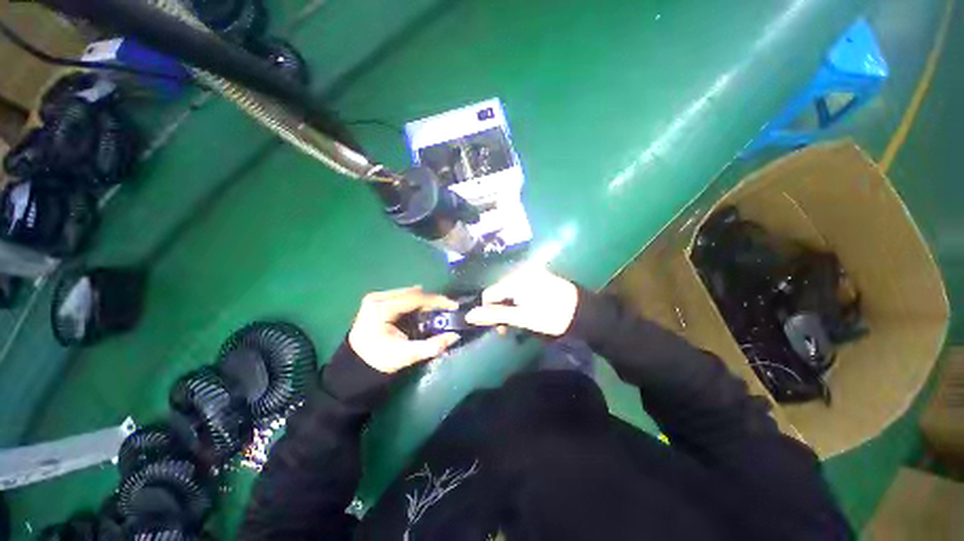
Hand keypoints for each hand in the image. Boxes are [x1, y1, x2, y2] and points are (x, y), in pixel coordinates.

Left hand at [348, 286, 460, 372]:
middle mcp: (378, 298)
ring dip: (424, 301)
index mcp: (382, 308)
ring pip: (409, 293)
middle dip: (432, 300)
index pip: (415, 298)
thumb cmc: (379, 360)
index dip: (437, 301)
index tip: (453, 305)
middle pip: (413, 293)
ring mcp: (376, 297)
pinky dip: (415, 302)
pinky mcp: (376, 300)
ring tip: (437, 310)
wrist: (355, 364)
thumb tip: (454, 336)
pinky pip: (402, 296)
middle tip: (447, 309)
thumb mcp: (406, 356)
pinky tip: (422, 310)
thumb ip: (431, 346)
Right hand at [465, 268, 578, 335]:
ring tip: (521, 320)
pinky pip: (522, 288)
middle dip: (501, 310)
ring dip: (511, 306)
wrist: (585, 311)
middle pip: (500, 292)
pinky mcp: (541, 277)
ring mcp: (532, 273)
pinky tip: (530, 310)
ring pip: (510, 291)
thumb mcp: (521, 318)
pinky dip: (520, 300)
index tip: (500, 328)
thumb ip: (495, 315)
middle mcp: (521, 272)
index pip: (489, 294)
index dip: (490, 311)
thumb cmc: (551, 316)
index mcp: (515, 280)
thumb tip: (468, 316)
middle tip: (511, 327)